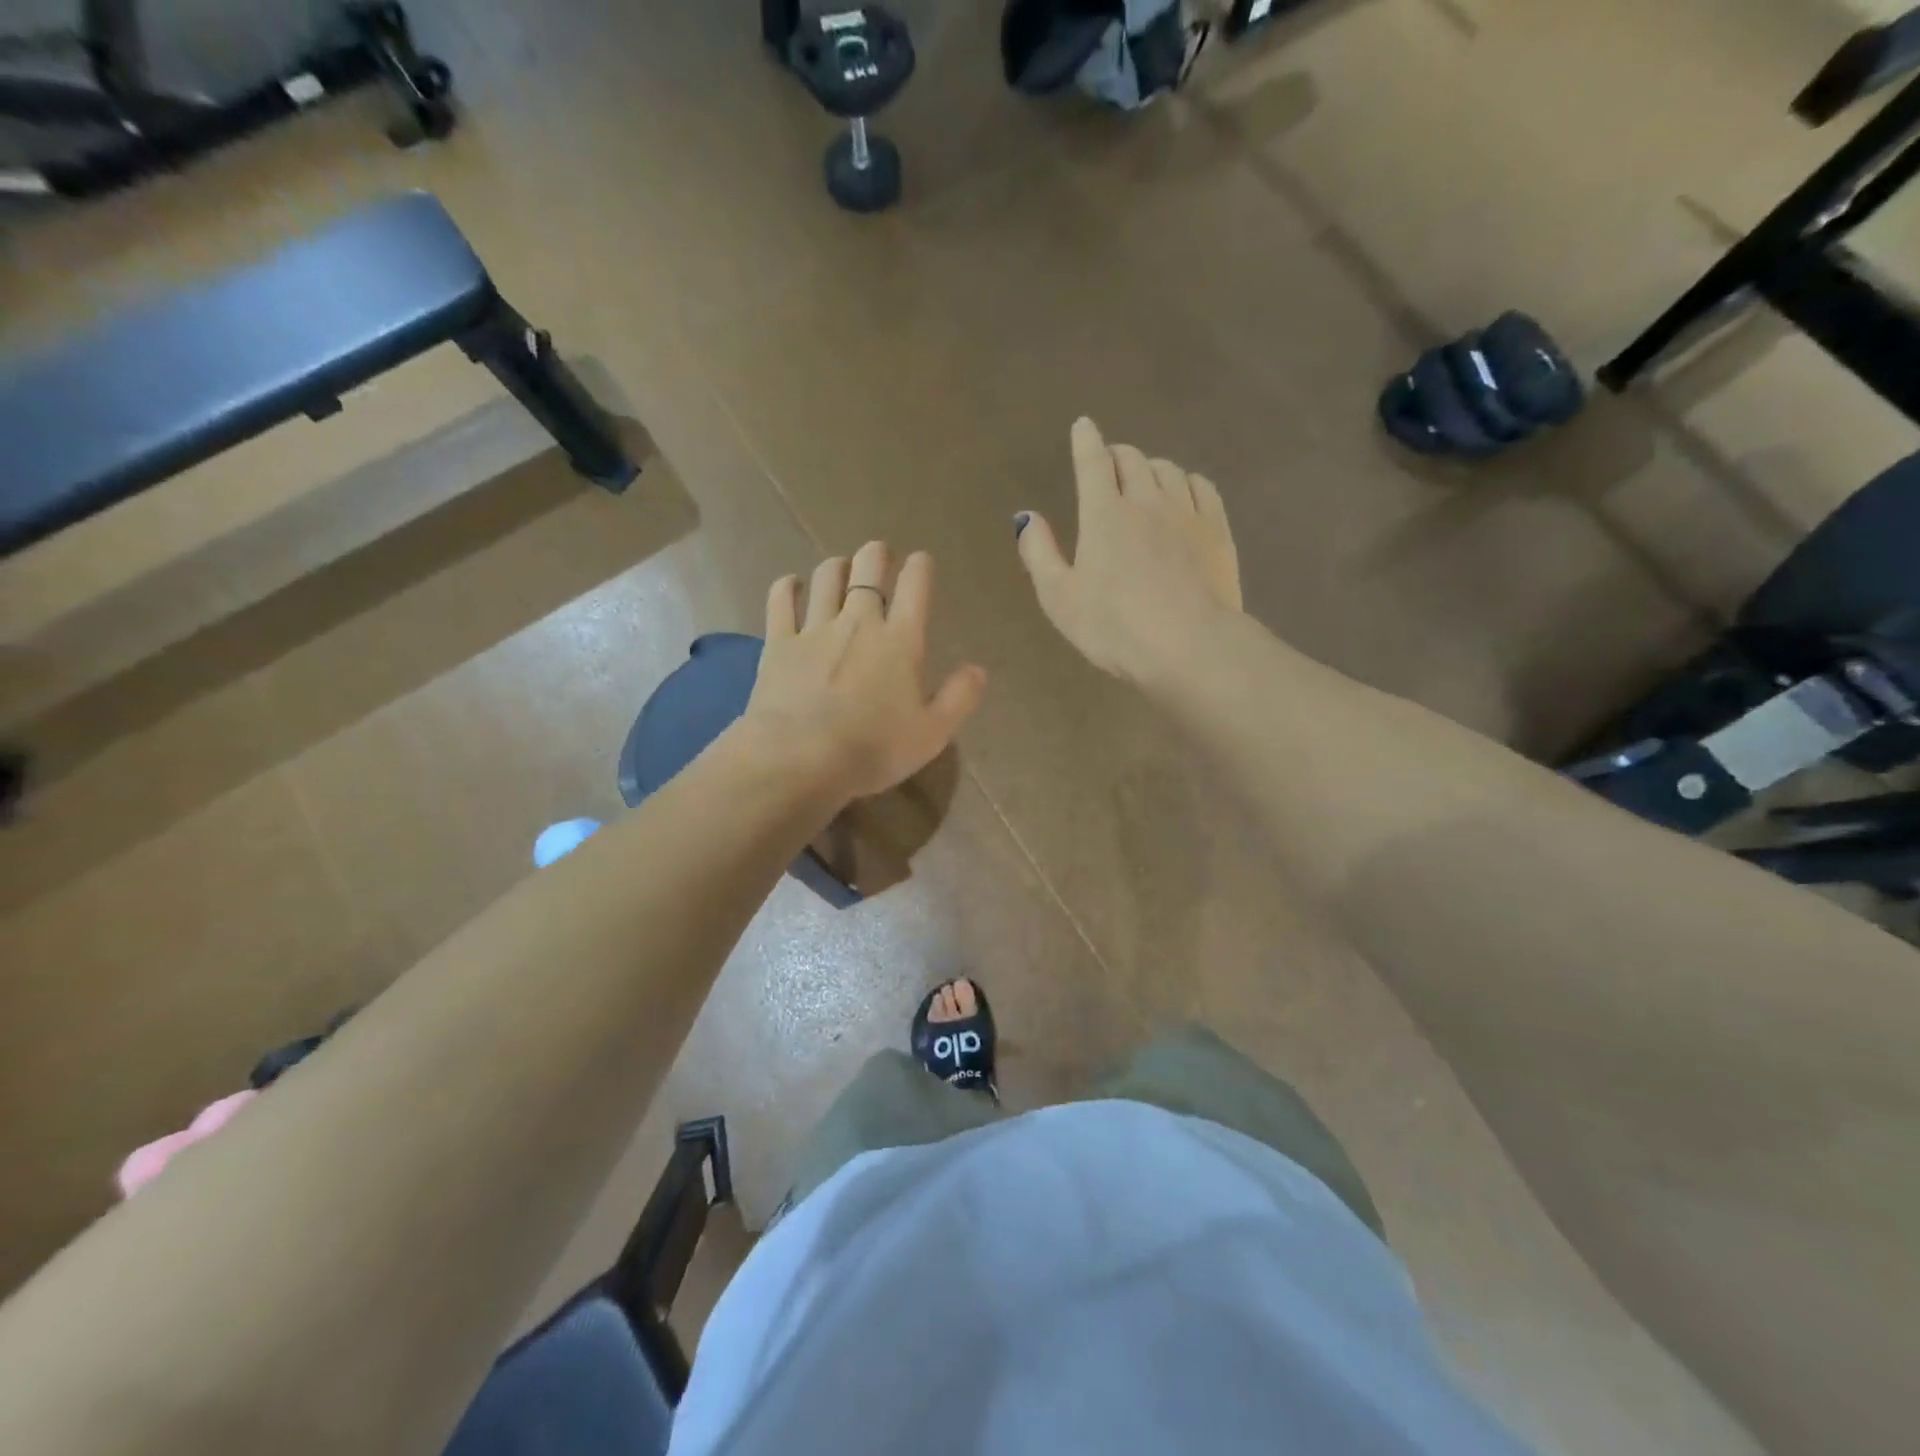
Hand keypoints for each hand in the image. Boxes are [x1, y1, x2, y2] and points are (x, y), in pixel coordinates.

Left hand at [741, 541, 987, 804]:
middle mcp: (859, 621)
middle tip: (879, 558)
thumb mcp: (932, 733)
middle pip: (867, 566)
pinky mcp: (779, 642)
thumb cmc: (873, 749)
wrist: (800, 759)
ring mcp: (815, 628)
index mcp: (901, 640)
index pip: (915, 585)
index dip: (920, 566)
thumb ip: (959, 698)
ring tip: (841, 569)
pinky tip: (791, 585)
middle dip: (876, 555)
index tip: (920, 562)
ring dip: (837, 566)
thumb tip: (977, 669)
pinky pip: (781, 600)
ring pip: (826, 576)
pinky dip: (787, 586)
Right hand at [1016, 418, 1241, 683]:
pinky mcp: (1217, 531)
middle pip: (1132, 459)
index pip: (1092, 463)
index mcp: (1103, 515)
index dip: (1085, 441)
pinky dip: (1187, 481)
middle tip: (1109, 464)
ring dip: (1151, 467)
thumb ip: (1039, 554)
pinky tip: (1183, 493)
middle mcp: (1146, 501)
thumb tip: (1027, 516)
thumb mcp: (1059, 598)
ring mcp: (1186, 513)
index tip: (1083, 425)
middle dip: (1117, 454)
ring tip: (1144, 480)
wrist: (1189, 646)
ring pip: (1168, 470)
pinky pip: (1202, 488)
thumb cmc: (1113, 627)